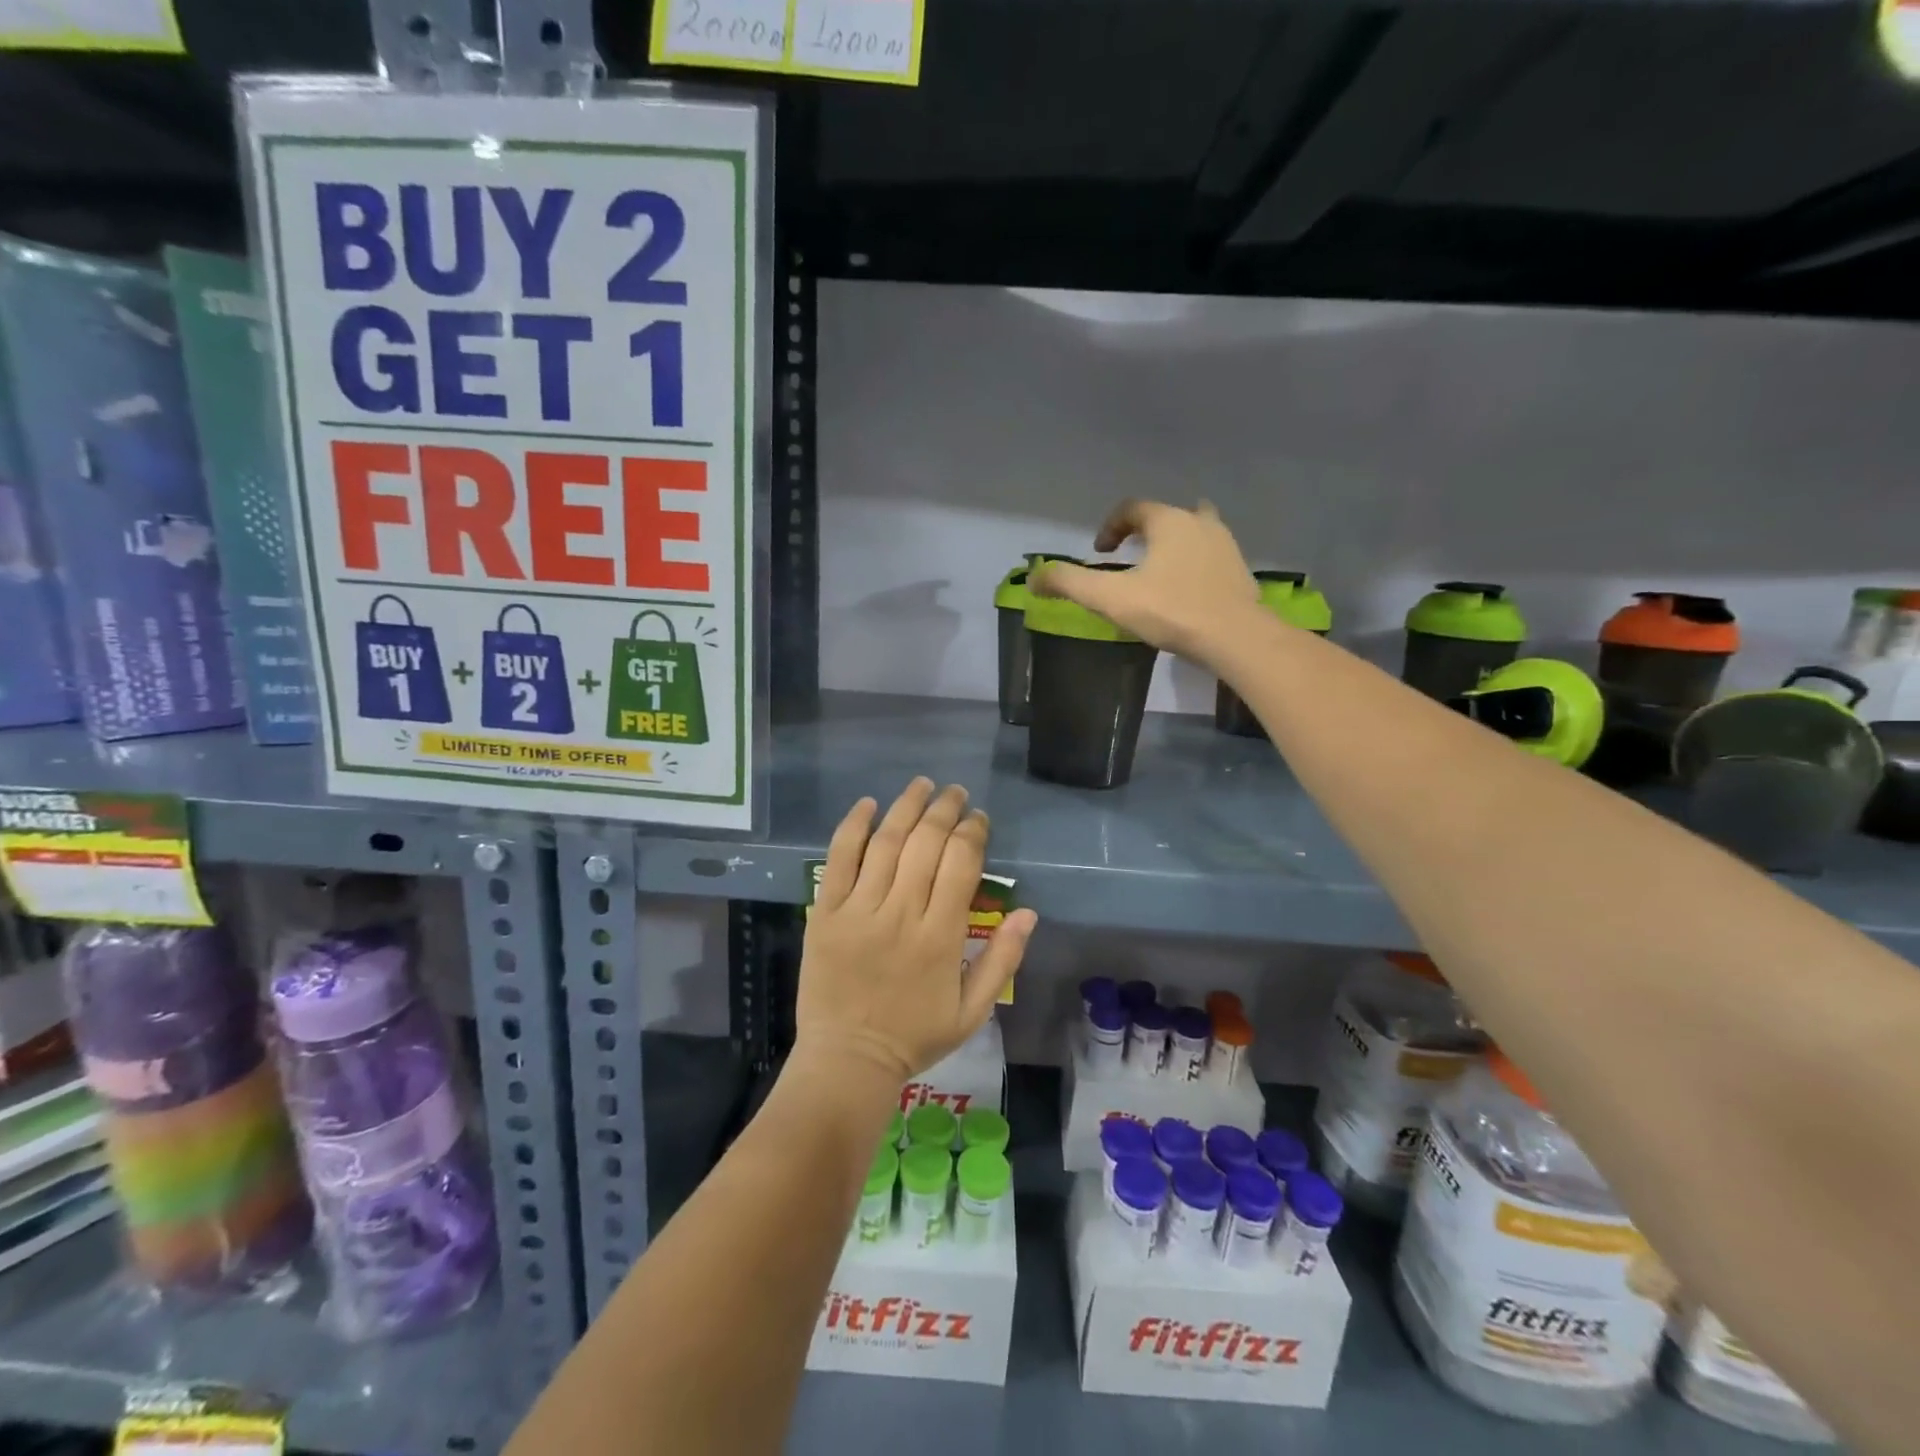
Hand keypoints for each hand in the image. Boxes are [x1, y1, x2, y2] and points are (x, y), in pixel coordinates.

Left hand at [795, 779, 1036, 1084]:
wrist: (848, 1060)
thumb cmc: (915, 1036)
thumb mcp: (973, 1011)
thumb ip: (1003, 960)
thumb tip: (1028, 911)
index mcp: (942, 936)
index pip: (962, 863)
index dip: (973, 832)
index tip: (978, 819)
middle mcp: (903, 913)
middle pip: (927, 843)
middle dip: (945, 810)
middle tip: (955, 793)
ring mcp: (860, 910)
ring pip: (887, 842)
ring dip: (907, 806)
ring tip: (922, 785)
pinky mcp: (827, 912)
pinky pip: (839, 859)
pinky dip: (854, 827)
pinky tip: (868, 804)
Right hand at [1032, 499, 1260, 664]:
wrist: (1235, 637)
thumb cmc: (1171, 610)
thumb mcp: (1111, 598)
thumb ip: (1070, 584)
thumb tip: (1034, 578)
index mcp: (1168, 521)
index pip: (1132, 509)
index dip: (1110, 528)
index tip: (1100, 553)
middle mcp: (1200, 523)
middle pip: (1167, 516)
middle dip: (1145, 532)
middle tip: (1130, 557)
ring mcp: (1226, 545)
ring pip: (1195, 532)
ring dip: (1174, 544)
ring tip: (1159, 571)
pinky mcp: (1240, 571)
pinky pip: (1211, 557)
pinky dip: (1195, 564)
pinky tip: (1187, 590)